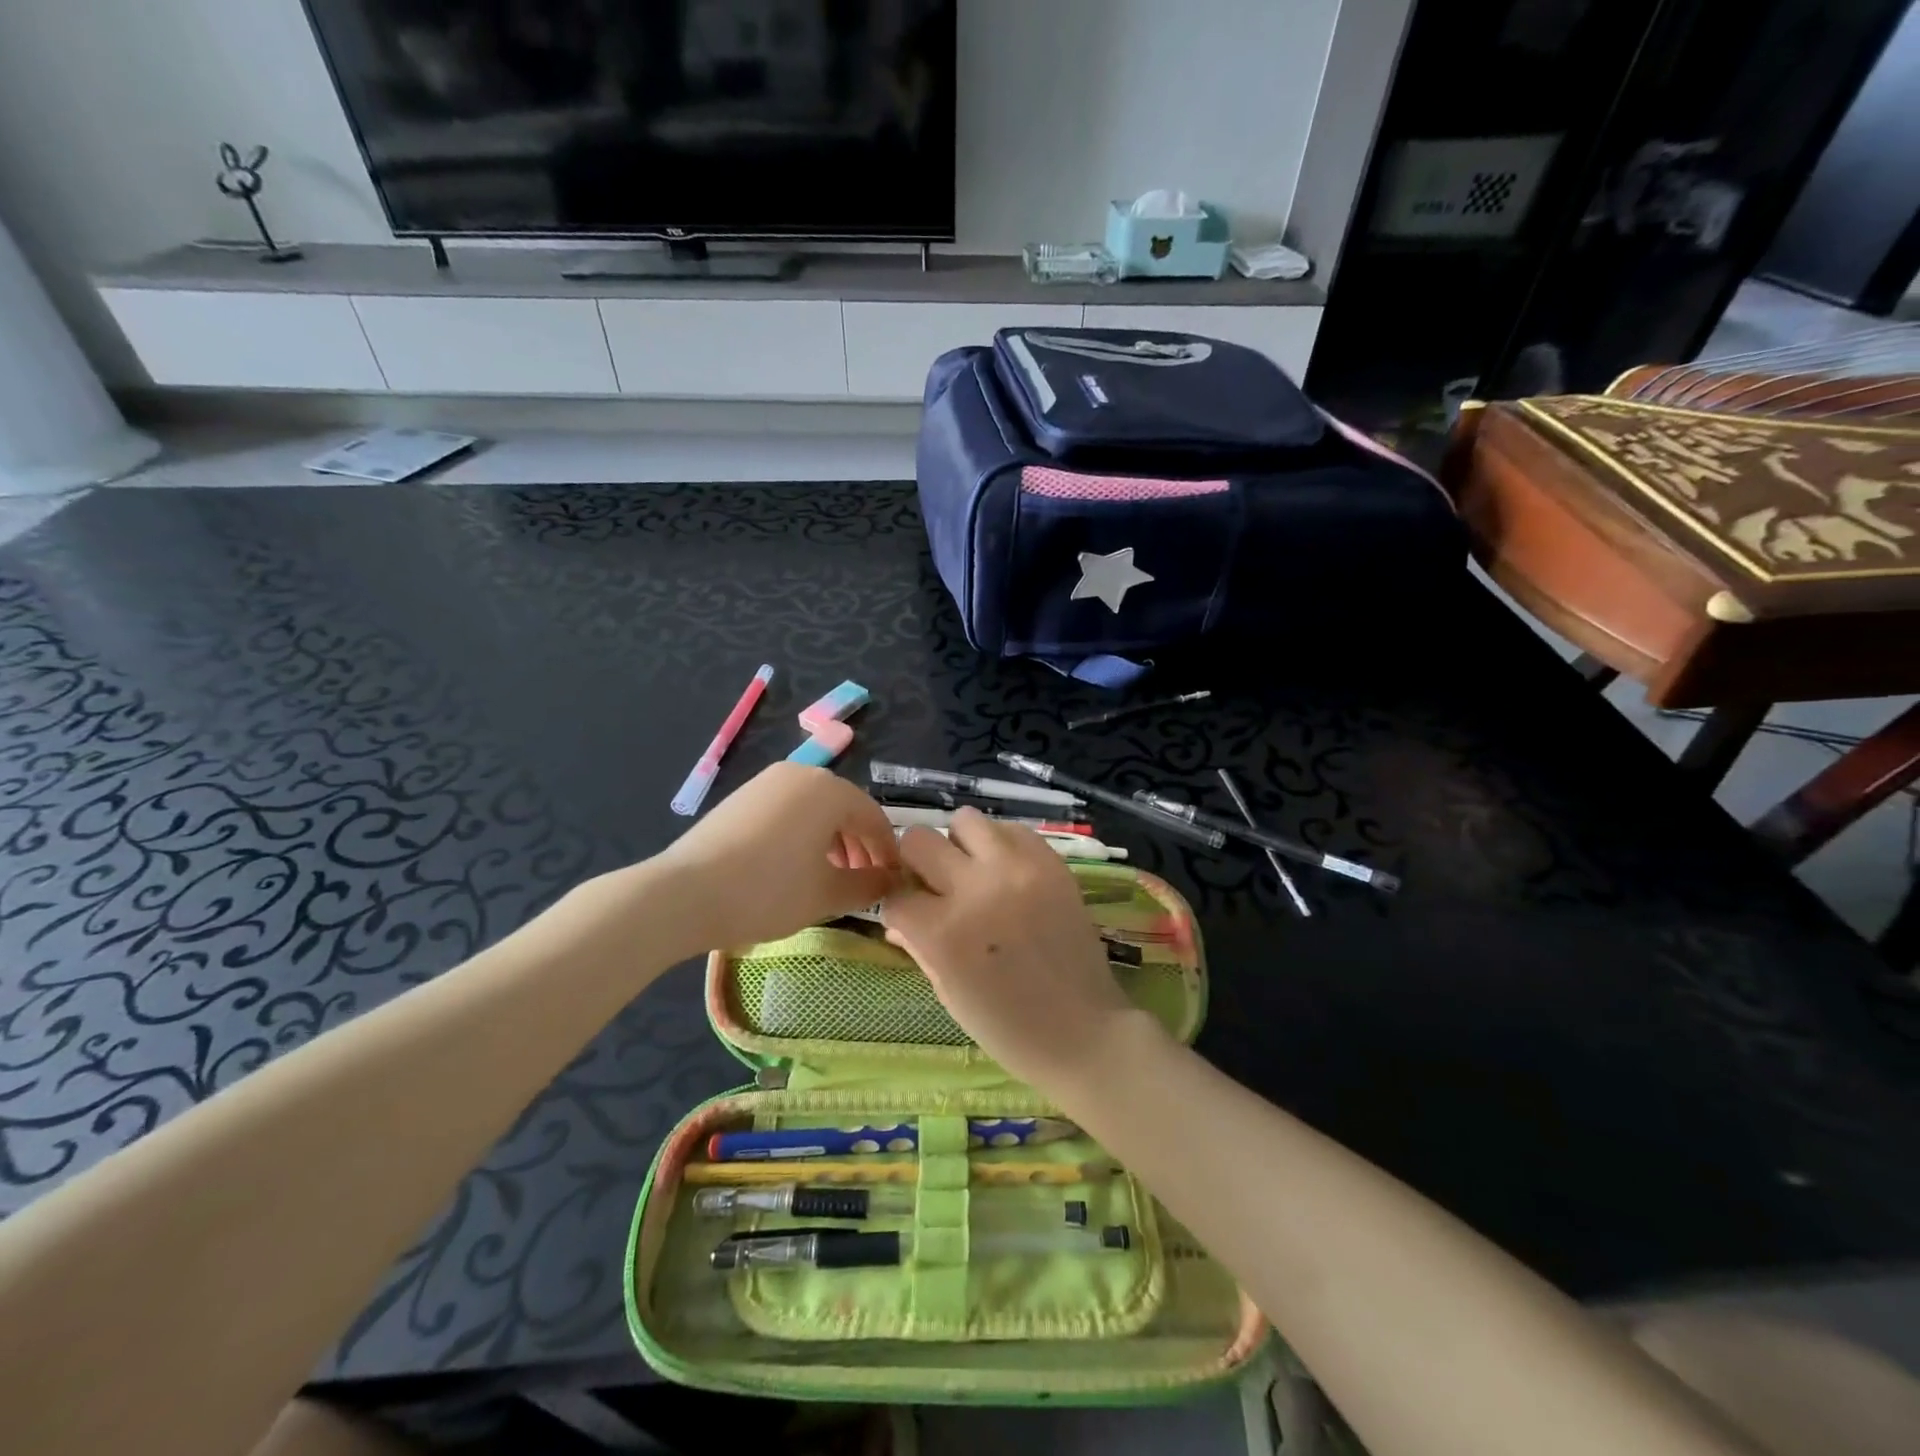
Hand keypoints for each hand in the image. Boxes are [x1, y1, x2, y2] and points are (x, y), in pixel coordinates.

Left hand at [655, 762, 898, 950]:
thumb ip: (870, 886)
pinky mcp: (741, 797)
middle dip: (860, 847)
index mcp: (829, 790)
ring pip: (815, 810)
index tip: (893, 883)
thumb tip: (893, 882)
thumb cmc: (768, 891)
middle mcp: (801, 773)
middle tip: (862, 884)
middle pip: (845, 809)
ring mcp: (766, 782)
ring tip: (829, 879)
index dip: (888, 853)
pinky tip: (793, 868)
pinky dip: (802, 836)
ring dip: (832, 842)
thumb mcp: (828, 894)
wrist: (683, 894)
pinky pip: (787, 811)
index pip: (874, 818)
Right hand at [879, 810, 1136, 1091]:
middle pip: (919, 840)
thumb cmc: (1007, 1028)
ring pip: (965, 820)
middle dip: (918, 864)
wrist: (1083, 1031)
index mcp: (943, 932)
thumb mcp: (948, 992)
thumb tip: (897, 917)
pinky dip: (1001, 846)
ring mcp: (1017, 869)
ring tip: (973, 872)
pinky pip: (1012, 830)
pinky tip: (1006, 873)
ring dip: (960, 845)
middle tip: (936, 886)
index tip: (909, 914)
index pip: (896, 895)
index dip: (898, 906)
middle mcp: (976, 889)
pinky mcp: (1051, 862)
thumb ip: (918, 944)